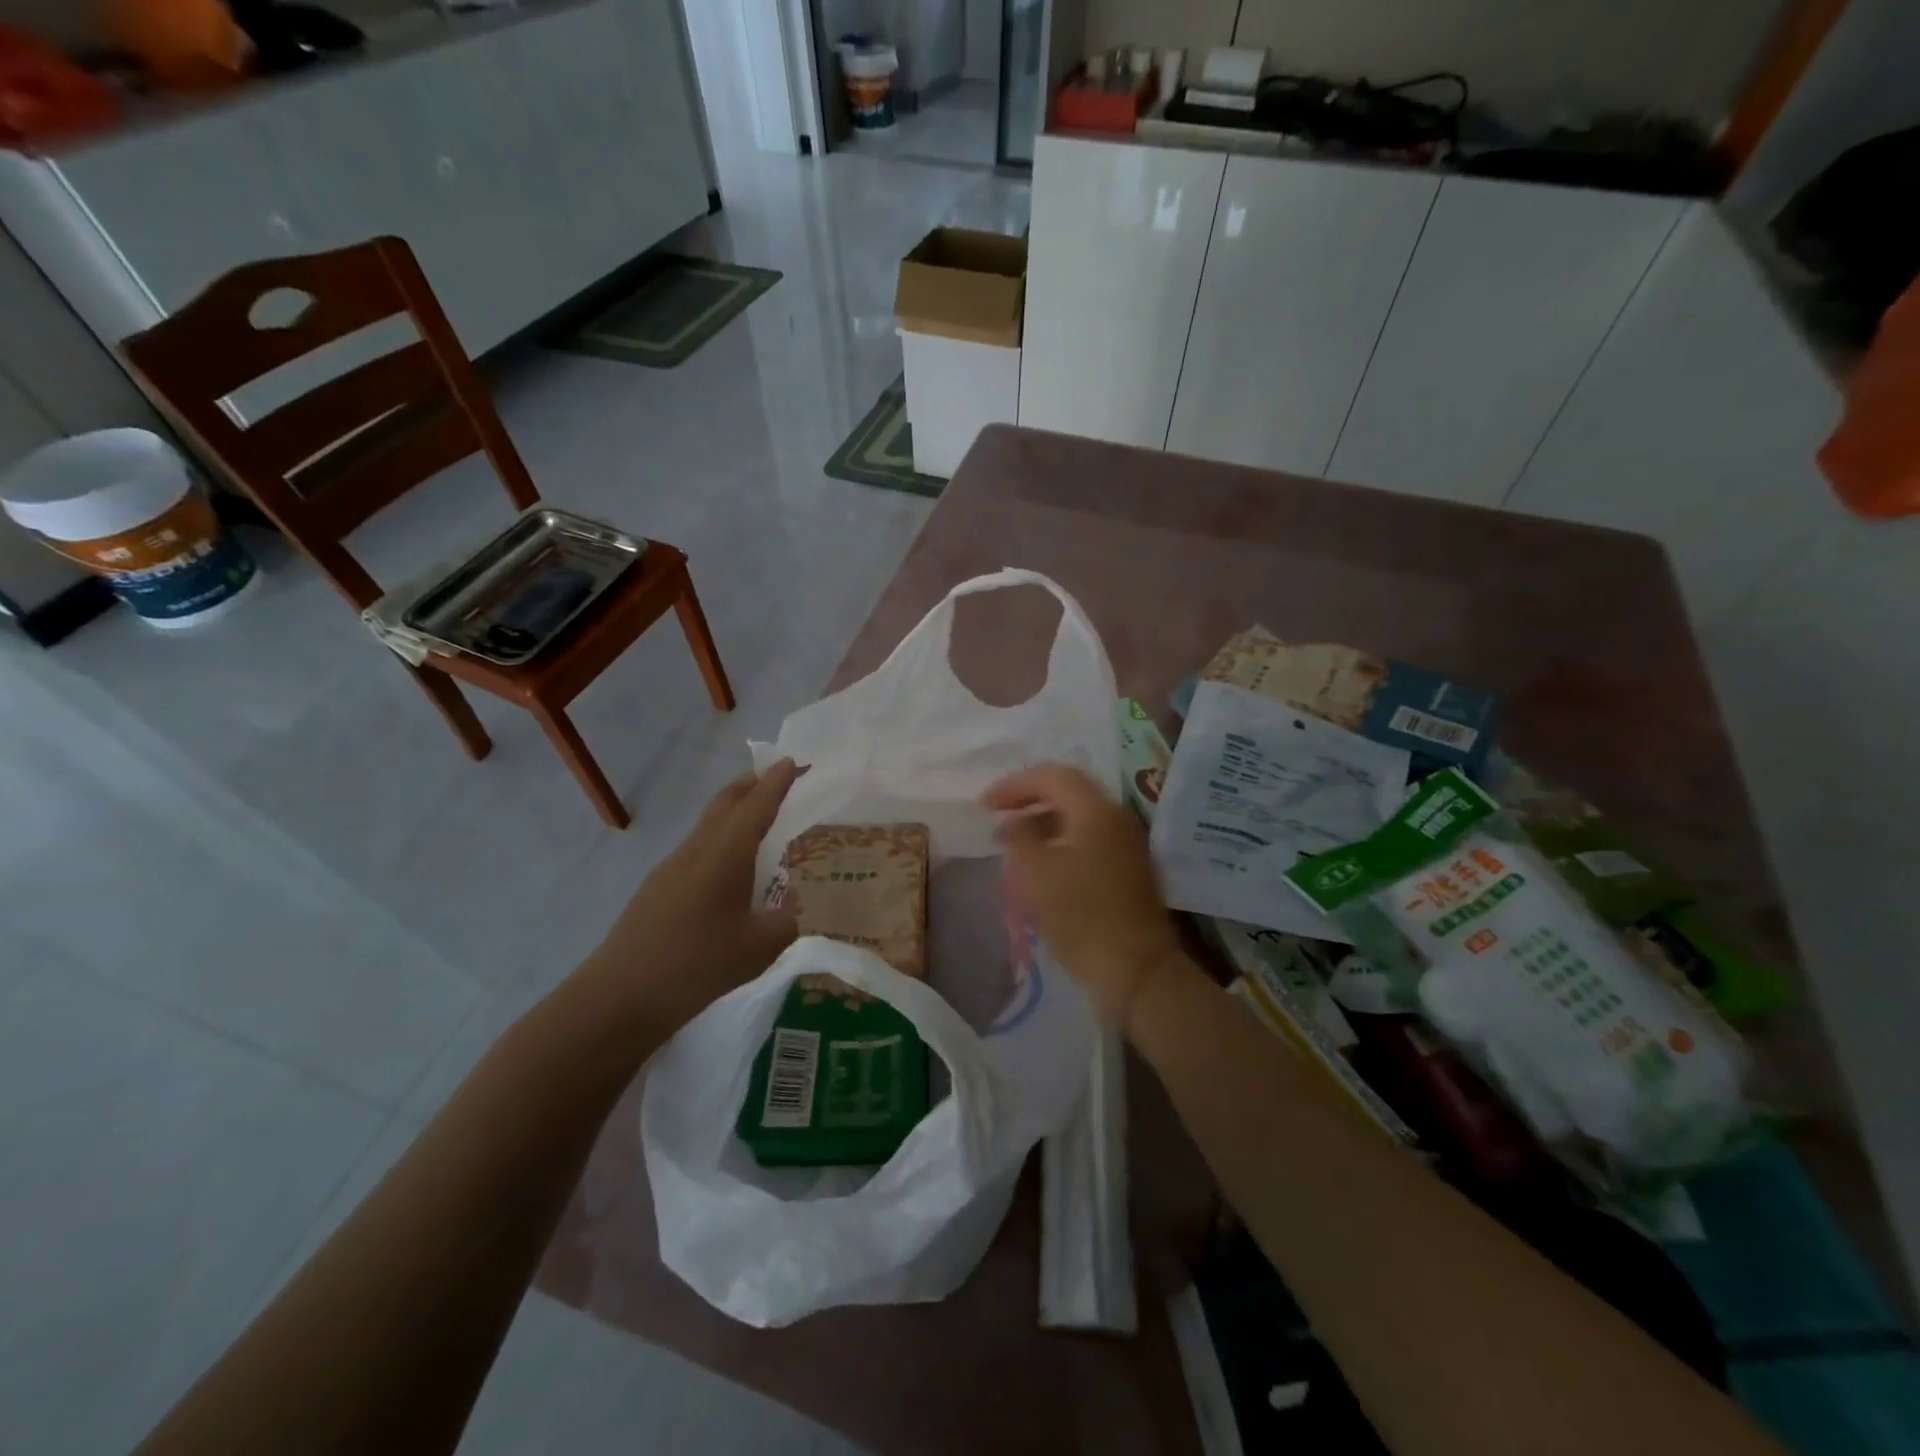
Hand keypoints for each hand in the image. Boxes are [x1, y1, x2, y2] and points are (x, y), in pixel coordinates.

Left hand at [586, 759, 801, 1034]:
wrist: (620, 995)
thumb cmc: (696, 964)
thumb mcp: (758, 949)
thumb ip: (785, 924)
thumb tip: (792, 913)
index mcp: (725, 855)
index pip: (756, 806)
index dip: (776, 783)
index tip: (792, 761)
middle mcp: (697, 850)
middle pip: (725, 803)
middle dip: (751, 784)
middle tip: (776, 776)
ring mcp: (671, 868)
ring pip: (708, 825)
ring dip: (733, 811)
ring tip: (757, 818)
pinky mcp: (657, 888)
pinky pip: (697, 848)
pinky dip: (719, 840)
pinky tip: (727, 867)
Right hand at [984, 763, 1185, 1033]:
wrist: (1137, 970)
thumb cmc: (1081, 917)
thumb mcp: (1035, 874)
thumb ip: (1018, 838)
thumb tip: (1014, 822)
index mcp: (1096, 811)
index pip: (1052, 776)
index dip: (1014, 785)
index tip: (984, 805)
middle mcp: (1116, 819)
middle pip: (1068, 793)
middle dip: (1028, 801)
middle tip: (997, 817)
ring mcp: (1126, 846)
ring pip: (1078, 820)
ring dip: (1042, 825)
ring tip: (1012, 845)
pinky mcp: (1127, 871)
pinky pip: (1088, 842)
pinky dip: (1059, 845)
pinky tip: (1039, 869)